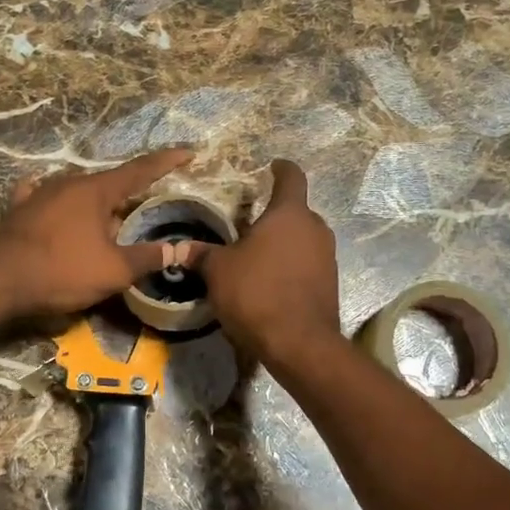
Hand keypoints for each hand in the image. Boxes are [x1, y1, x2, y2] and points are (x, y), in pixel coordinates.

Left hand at [0, 149, 198, 321]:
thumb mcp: (113, 271)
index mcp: (97, 190)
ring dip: (95, 206)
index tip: (188, 151)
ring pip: (78, 193)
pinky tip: (53, 203)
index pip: (141, 170)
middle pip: (109, 185)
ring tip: (104, 226)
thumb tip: (177, 250)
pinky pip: (45, 198)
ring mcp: (41, 193)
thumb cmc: (62, 271)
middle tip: (141, 215)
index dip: (167, 162)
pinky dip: (58, 204)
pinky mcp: (19, 209)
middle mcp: (69, 182)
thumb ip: (147, 258)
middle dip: (127, 198)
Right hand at [200, 160, 342, 366]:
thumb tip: (179, 248)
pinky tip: (271, 283)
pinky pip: (308, 264)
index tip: (273, 166)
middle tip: (250, 224)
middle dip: (275, 215)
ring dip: (284, 243)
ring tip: (258, 256)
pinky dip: (291, 267)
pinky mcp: (330, 284)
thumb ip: (202, 255)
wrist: (299, 343)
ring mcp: (327, 257)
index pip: (292, 177)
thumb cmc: (257, 293)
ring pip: (303, 239)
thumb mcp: (219, 271)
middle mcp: (315, 229)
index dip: (281, 168)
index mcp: (290, 214)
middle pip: (297, 211)